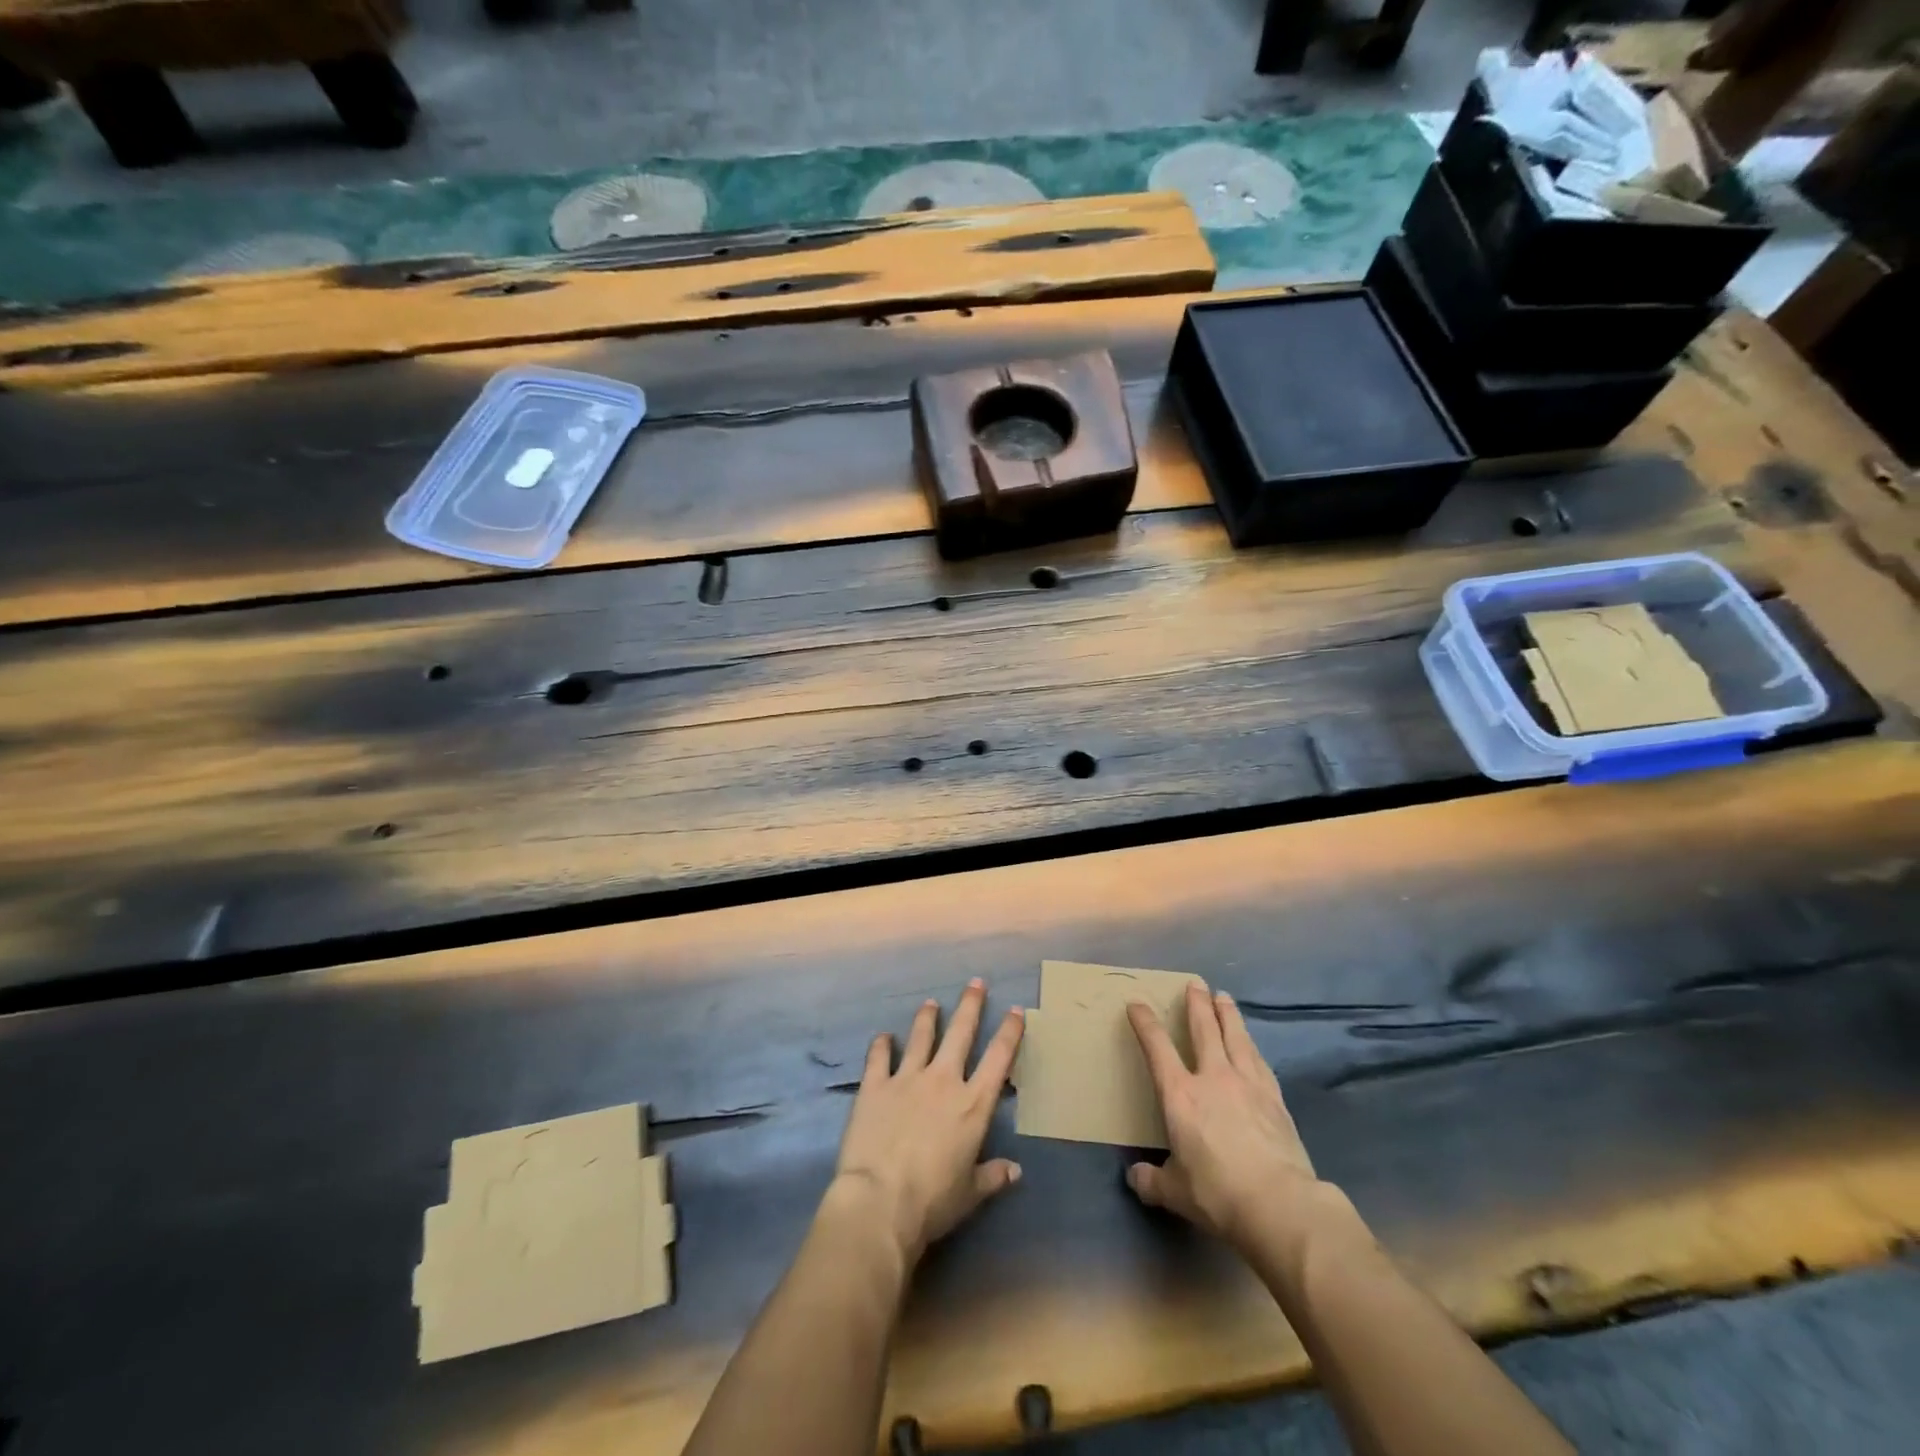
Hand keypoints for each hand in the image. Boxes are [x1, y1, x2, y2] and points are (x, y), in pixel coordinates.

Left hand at [830, 978, 1024, 1266]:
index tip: (1015, 1010)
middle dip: (971, 1005)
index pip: (998, 1058)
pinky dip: (882, 1044)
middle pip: (961, 1032)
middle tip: (976, 982)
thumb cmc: (933, 1201)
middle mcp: (943, 1080)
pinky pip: (879, 1056)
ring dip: (927, 1017)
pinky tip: (884, 1037)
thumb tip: (1015, 1170)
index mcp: (973, 1104)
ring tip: (931, 1003)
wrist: (880, 1201)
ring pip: (921, 1036)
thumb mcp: (971, 1193)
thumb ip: (993, 1176)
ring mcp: (907, 1078)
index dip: (1009, 1032)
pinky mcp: (875, 1085)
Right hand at [1126, 983, 1327, 1254]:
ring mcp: (1248, 1085)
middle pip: (1204, 1030)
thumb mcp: (1175, 1193)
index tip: (1137, 1004)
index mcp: (1180, 1095)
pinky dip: (1252, 1047)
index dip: (1145, 1023)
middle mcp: (1213, 1078)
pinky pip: (1259, 1062)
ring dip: (1228, 1015)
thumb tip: (1134, 1178)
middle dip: (1197, 1004)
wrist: (1279, 1204)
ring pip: (1236, 1037)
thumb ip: (1152, 1182)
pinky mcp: (1275, 1099)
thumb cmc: (1217, 1193)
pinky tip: (1253, 1045)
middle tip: (1196, 983)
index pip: (1157, 1048)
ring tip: (1224, 997)